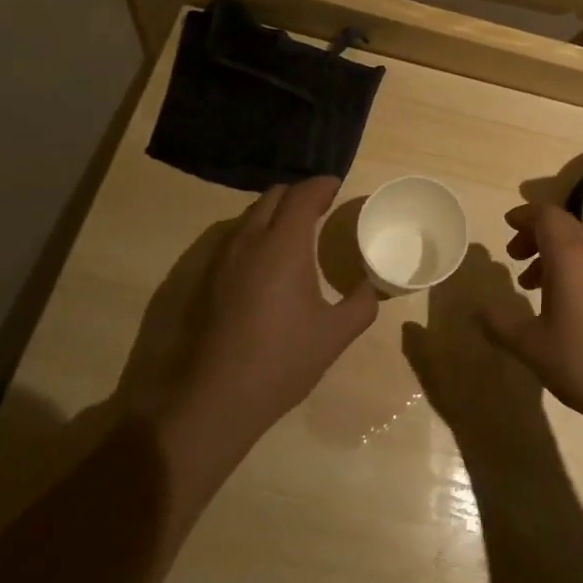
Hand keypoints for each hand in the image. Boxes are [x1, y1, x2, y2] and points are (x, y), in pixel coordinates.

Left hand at [161, 177, 377, 452]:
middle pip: (274, 195)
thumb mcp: (335, 334)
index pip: (303, 194)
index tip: (337, 188)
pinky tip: (270, 261)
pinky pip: (237, 235)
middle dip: (299, 194)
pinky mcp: (210, 277)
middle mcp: (251, 239)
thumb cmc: (282, 360)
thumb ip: (361, 304)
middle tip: (321, 208)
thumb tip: (372, 287)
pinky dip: (258, 231)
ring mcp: (225, 257)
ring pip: (252, 214)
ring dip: (276, 211)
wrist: (217, 397)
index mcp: (284, 244)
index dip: (322, 185)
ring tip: (297, 231)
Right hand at [479, 202, 582, 432]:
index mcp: (569, 256)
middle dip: (535, 233)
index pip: (546, 215)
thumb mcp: (531, 345)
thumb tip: (478, 310)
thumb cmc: (582, 361)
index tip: (506, 224)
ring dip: (552, 252)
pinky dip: (571, 267)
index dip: (524, 215)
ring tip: (530, 283)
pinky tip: (561, 302)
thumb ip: (500, 324)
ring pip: (578, 245)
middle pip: (563, 225)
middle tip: (514, 254)